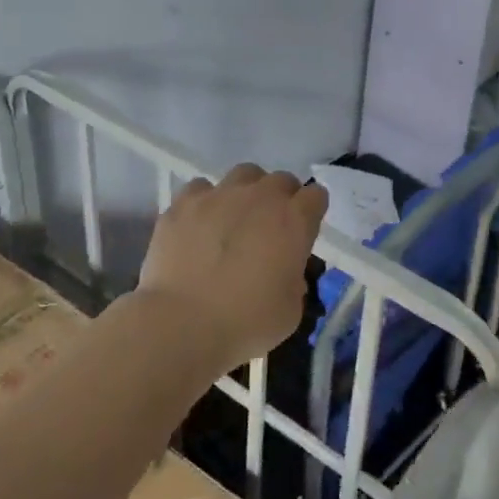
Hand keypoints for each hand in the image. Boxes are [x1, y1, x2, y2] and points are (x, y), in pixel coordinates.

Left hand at [136, 164, 326, 374]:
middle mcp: (261, 197)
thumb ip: (294, 280)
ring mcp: (220, 195)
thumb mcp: (291, 310)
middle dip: (281, 199)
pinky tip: (198, 225)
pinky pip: (201, 189)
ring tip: (234, 218)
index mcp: (294, 220)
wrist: (182, 324)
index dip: (312, 212)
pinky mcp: (184, 203)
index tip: (303, 232)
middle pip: (282, 180)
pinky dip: (204, 202)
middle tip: (270, 228)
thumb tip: (283, 271)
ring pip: (243, 175)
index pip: (316, 196)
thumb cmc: (246, 322)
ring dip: (246, 192)